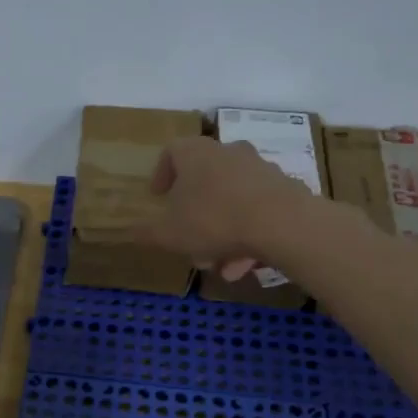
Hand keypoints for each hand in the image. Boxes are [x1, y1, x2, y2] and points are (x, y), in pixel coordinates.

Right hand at [132, 136, 328, 277]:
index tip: (158, 197)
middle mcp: (228, 153)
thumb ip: (146, 233)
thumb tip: (132, 231)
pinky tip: (244, 266)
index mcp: (196, 154)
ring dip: (221, 233)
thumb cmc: (213, 220)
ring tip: (219, 265)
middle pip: (204, 181)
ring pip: (231, 201)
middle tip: (188, 240)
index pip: (172, 152)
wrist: (283, 224)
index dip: (161, 174)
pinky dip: (247, 236)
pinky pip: (257, 212)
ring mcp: (260, 169)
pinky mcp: (285, 189)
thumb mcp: (168, 234)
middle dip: (194, 215)